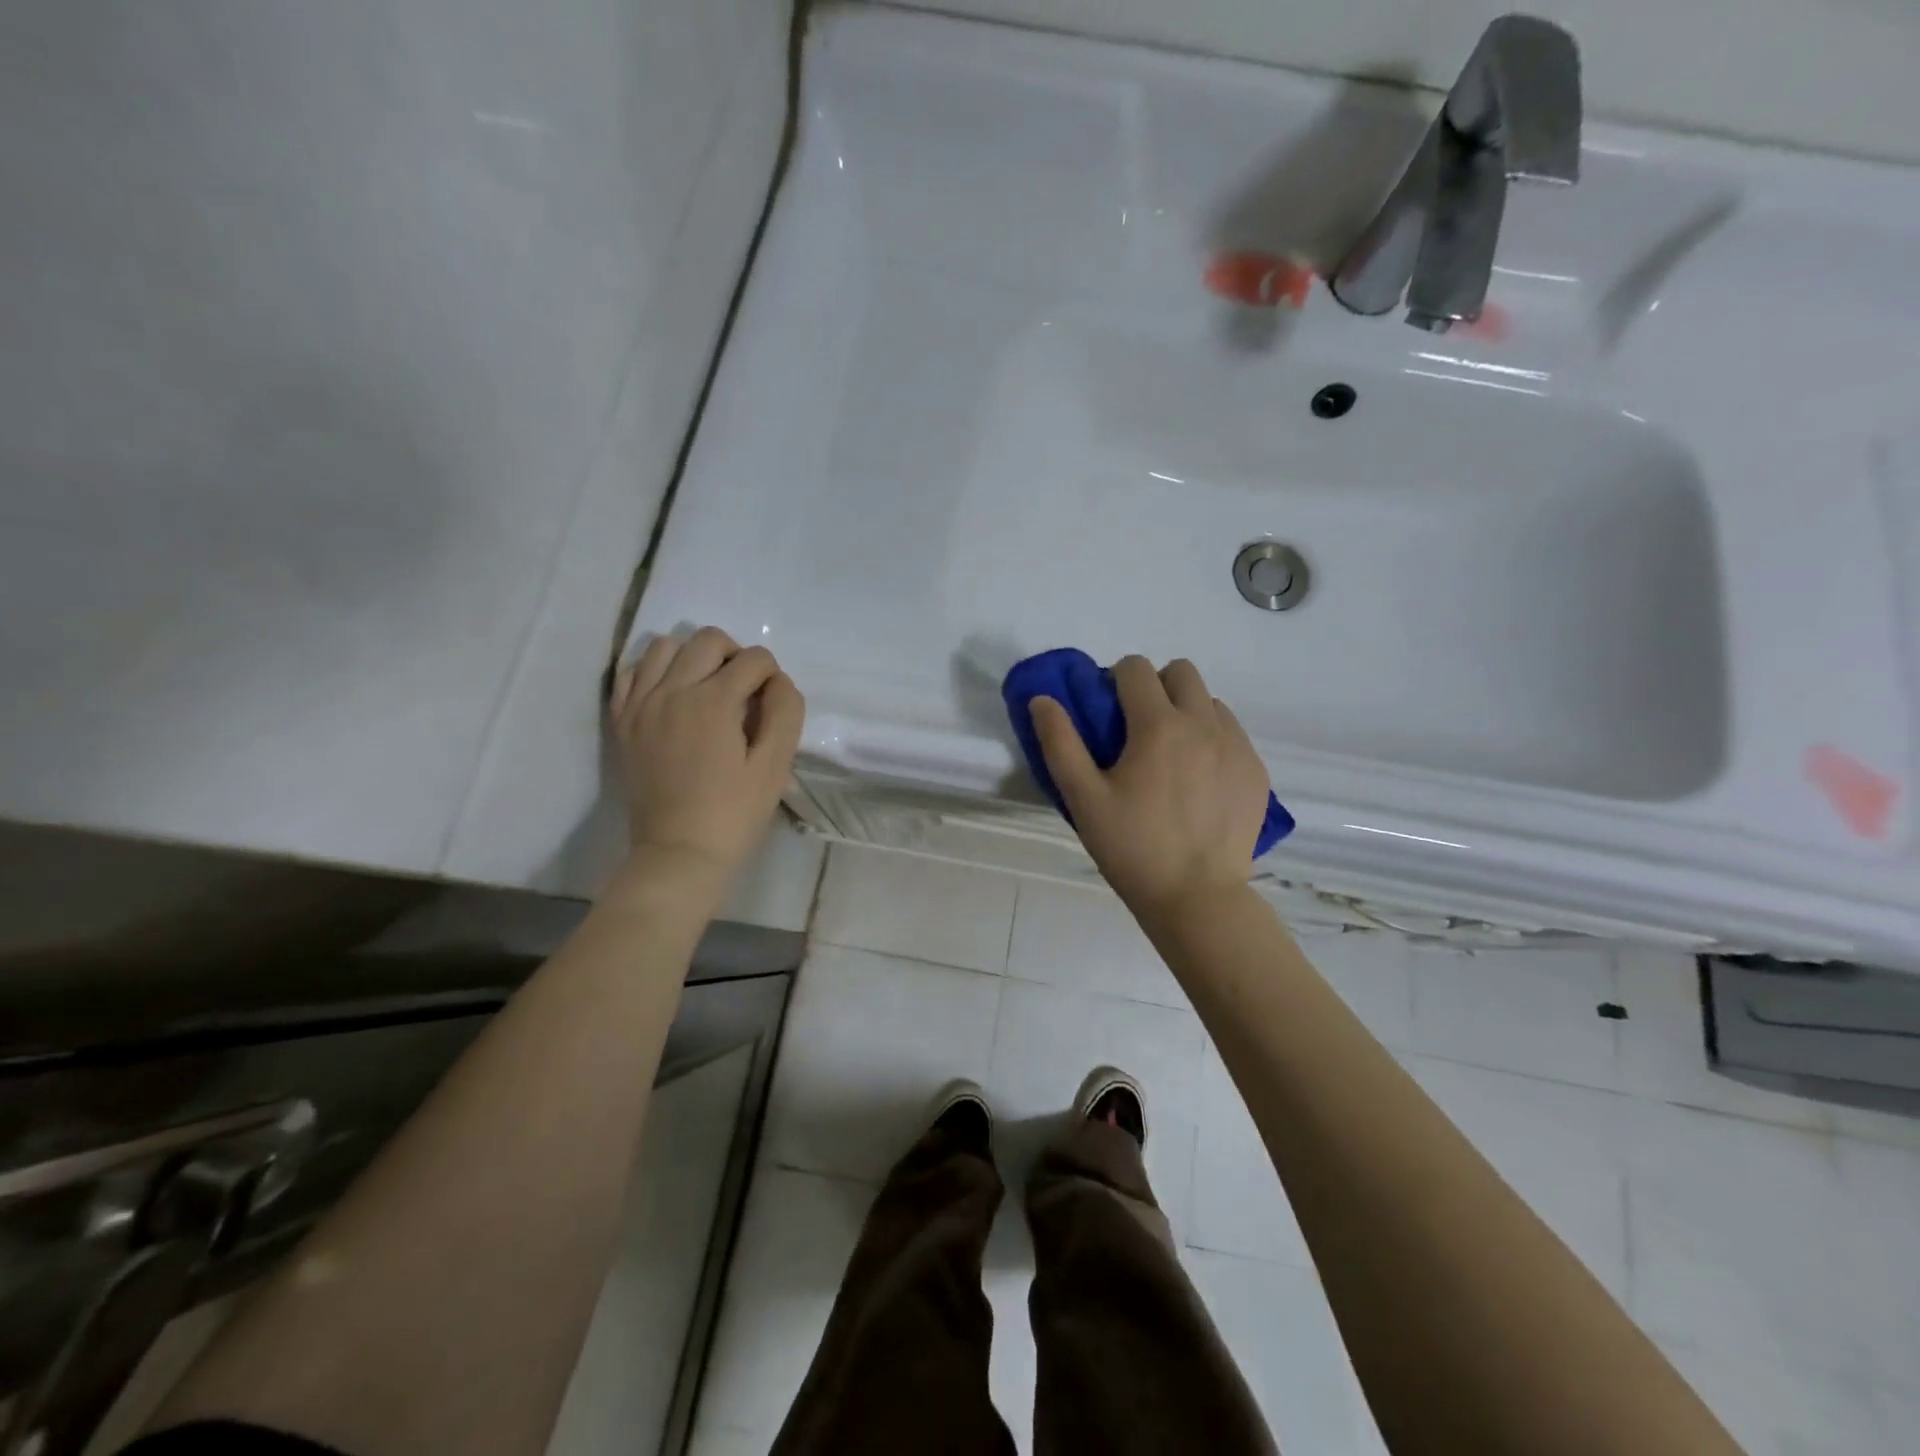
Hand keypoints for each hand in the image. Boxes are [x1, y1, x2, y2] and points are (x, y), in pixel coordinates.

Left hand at [610, 627, 804, 887]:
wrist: (679, 852)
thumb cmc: (734, 813)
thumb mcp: (776, 765)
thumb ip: (785, 712)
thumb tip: (777, 682)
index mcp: (714, 700)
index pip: (755, 659)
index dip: (773, 677)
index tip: (772, 707)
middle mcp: (673, 690)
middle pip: (709, 639)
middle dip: (736, 655)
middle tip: (745, 692)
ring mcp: (641, 703)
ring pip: (666, 646)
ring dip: (694, 657)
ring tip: (707, 689)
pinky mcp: (623, 720)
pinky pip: (632, 671)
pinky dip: (655, 671)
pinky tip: (672, 694)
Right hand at [1031, 656, 1268, 916]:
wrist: (1197, 897)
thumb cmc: (1132, 848)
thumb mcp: (1084, 799)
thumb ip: (1060, 743)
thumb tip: (1042, 699)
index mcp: (1158, 726)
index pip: (1136, 668)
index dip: (1115, 680)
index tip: (1108, 711)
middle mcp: (1203, 723)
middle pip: (1181, 671)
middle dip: (1155, 685)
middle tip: (1139, 728)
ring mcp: (1237, 746)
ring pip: (1209, 701)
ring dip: (1186, 711)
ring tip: (1171, 756)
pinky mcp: (1256, 770)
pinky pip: (1232, 732)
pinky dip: (1212, 739)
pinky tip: (1198, 781)